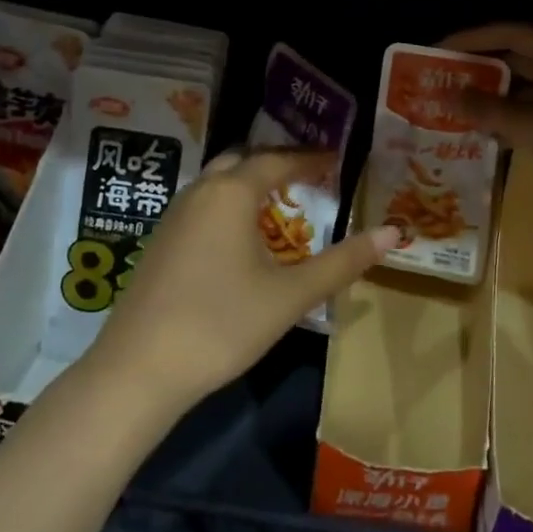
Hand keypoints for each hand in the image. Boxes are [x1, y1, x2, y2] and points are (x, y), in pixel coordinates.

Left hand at [90, 150, 398, 412]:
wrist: (138, 371)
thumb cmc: (222, 324)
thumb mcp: (290, 295)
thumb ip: (343, 261)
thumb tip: (394, 233)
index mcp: (230, 193)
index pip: (277, 161)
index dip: (309, 160)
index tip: (336, 162)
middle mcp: (199, 193)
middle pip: (243, 163)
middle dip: (277, 166)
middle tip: (309, 179)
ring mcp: (172, 217)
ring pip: (217, 184)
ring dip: (250, 187)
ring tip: (281, 208)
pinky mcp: (159, 244)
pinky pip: (201, 207)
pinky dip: (228, 208)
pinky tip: (240, 242)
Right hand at [436, 23, 532, 198]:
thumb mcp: (531, 126)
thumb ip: (487, 109)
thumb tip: (447, 95)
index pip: (509, 34)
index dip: (470, 40)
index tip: (437, 51)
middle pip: (516, 58)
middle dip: (478, 70)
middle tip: (442, 80)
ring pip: (524, 85)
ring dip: (493, 96)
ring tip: (456, 106)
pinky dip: (512, 114)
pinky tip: (486, 130)